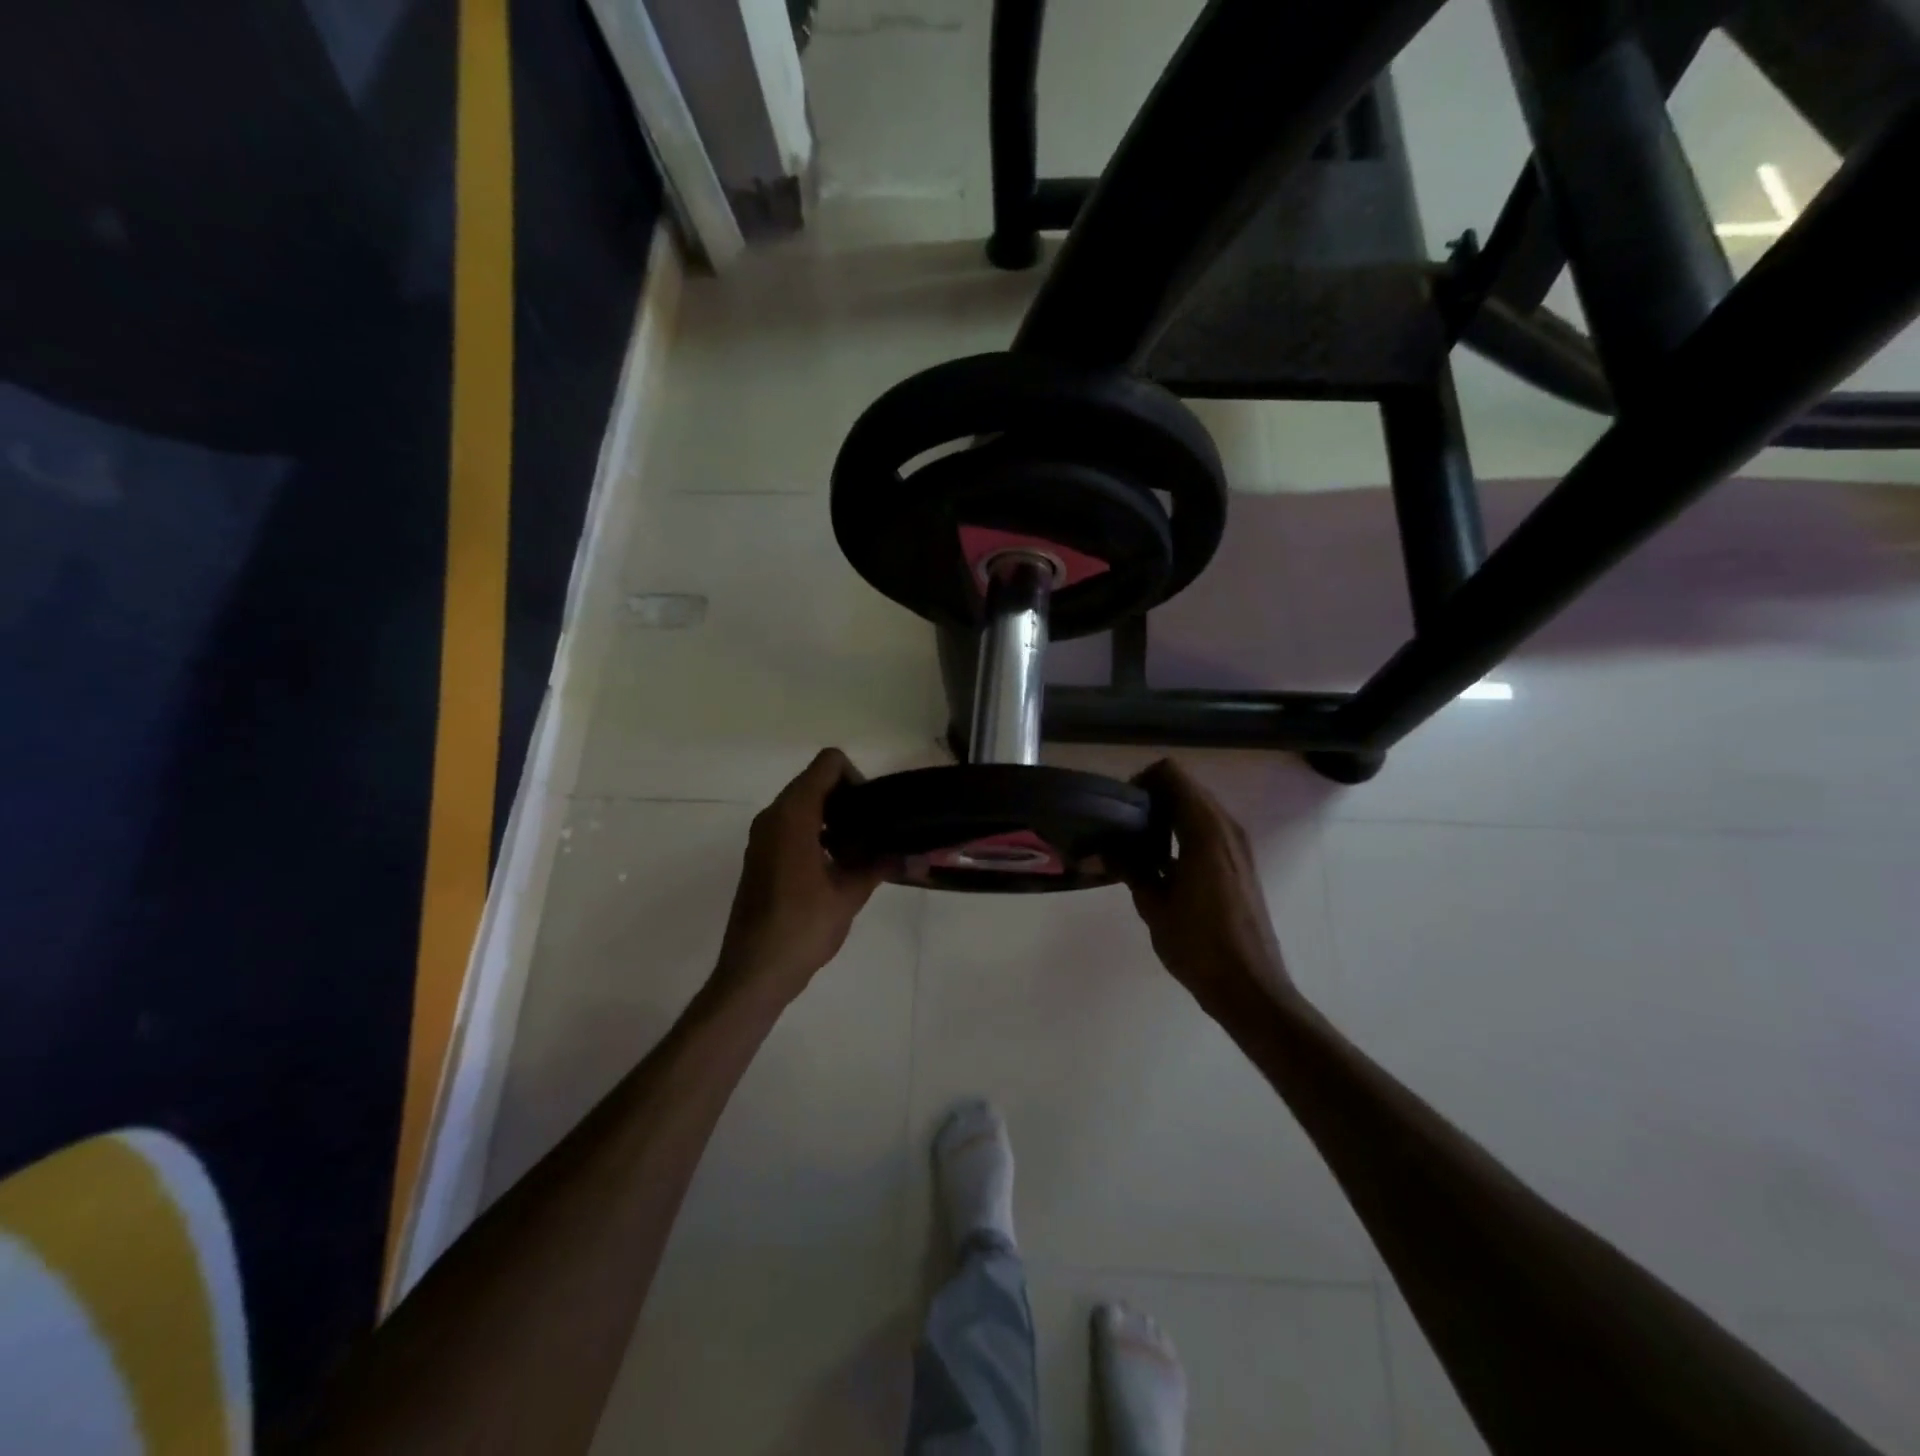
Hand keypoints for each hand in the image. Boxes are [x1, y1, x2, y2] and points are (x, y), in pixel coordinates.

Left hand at [712, 749, 884, 1008]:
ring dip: (833, 817)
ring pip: (803, 804)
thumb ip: (880, 864)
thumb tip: (914, 855)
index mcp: (793, 815)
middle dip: (848, 799)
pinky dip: (816, 832)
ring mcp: (762, 836)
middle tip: (874, 832)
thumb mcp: (849, 895)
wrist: (754, 972)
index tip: (873, 812)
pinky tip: (836, 866)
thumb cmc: (802, 928)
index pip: (828, 764)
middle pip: (815, 781)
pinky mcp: (760, 856)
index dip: (856, 778)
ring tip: (859, 850)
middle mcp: (773, 816)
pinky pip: (791, 826)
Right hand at [1125, 759, 1297, 1014]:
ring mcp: (1239, 846)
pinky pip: (1209, 830)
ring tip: (1138, 846)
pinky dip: (1184, 833)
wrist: (1249, 987)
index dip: (1143, 781)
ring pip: (1198, 809)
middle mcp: (1226, 828)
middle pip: (1186, 788)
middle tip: (1123, 826)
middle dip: (1153, 798)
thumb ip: (1128, 868)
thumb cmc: (1198, 945)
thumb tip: (1098, 850)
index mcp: (1205, 831)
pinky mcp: (1241, 864)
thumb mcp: (1153, 905)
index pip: (1172, 775)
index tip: (1121, 808)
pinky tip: (1162, 865)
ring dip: (1168, 816)